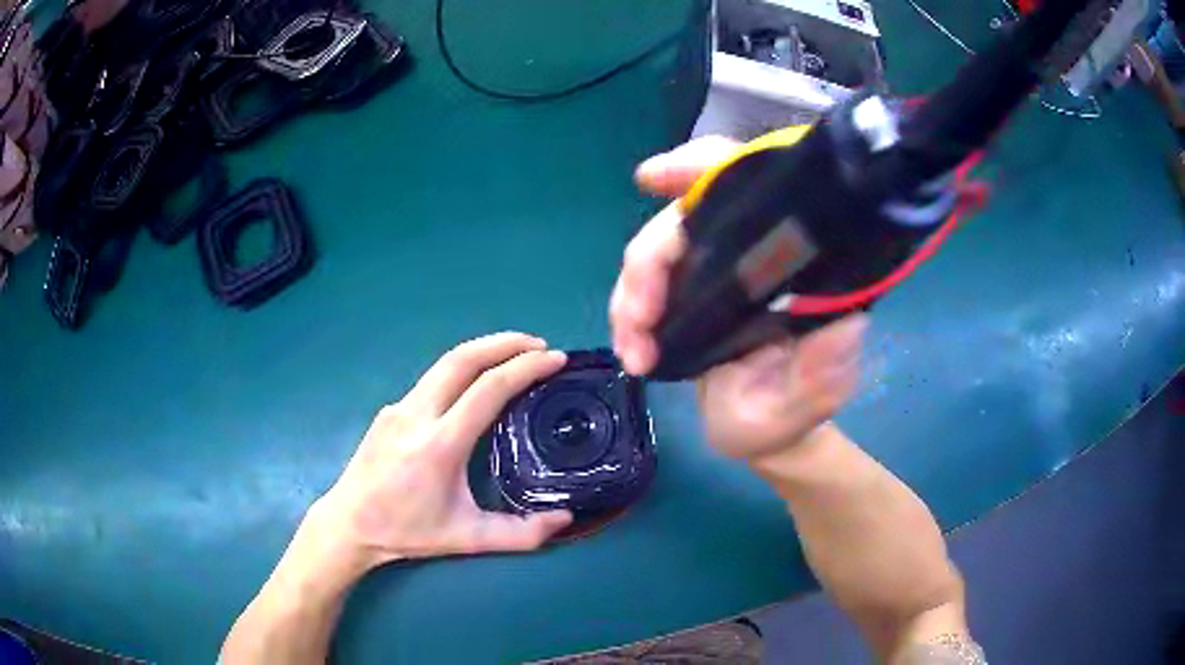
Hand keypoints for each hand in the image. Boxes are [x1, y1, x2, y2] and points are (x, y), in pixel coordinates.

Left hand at [312, 332, 572, 569]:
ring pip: (445, 363)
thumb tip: (566, 518)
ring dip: (484, 351)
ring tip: (515, 354)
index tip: (555, 359)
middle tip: (539, 345)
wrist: (349, 523)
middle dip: (505, 342)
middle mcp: (417, 415)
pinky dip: (463, 370)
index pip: (488, 389)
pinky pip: (432, 380)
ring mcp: (398, 407)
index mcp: (439, 445)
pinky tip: (476, 385)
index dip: (525, 368)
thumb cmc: (408, 532)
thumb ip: (521, 534)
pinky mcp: (390, 409)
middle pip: (463, 359)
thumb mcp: (468, 539)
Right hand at [610, 136, 866, 458]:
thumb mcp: (811, 402)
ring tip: (634, 350)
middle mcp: (749, 255)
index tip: (655, 177)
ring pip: (654, 251)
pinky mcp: (686, 295)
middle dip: (648, 260)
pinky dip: (626, 309)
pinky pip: (644, 283)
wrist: (765, 435)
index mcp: (789, 263)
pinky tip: (629, 347)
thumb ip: (825, 374)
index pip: (750, 186)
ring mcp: (713, 273)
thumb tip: (846, 323)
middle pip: (683, 218)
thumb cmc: (790, 416)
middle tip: (640, 319)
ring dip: (631, 293)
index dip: (703, 167)